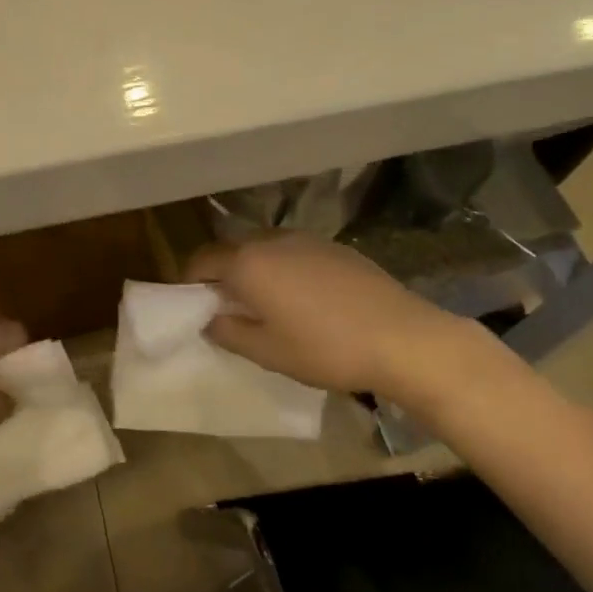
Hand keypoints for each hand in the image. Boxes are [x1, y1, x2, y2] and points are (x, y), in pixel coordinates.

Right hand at [184, 232, 500, 417]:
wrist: (403, 338)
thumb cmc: (326, 348)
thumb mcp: (267, 352)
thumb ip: (228, 332)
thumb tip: (209, 319)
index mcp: (248, 263)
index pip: (201, 260)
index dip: (189, 281)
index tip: (191, 305)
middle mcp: (271, 240)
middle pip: (231, 250)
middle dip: (221, 274)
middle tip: (226, 308)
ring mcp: (306, 239)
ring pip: (263, 249)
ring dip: (253, 269)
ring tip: (265, 304)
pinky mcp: (335, 247)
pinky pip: (293, 252)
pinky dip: (283, 268)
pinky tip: (303, 299)